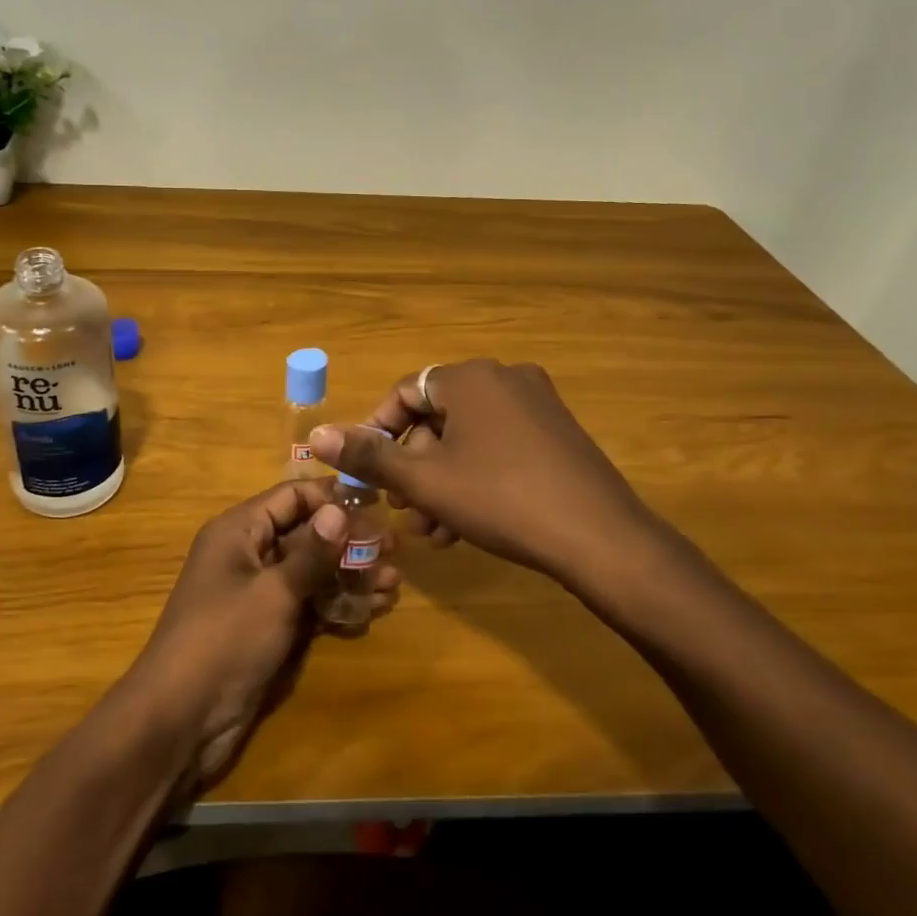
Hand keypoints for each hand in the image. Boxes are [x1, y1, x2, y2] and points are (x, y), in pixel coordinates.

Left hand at [133, 479, 400, 787]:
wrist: (181, 718)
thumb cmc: (225, 639)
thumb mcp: (273, 592)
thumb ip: (312, 552)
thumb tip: (340, 508)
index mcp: (239, 530)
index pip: (292, 496)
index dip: (332, 498)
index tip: (377, 505)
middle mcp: (248, 553)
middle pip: (305, 533)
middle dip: (348, 541)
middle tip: (395, 549)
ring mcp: (258, 592)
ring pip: (311, 571)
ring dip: (349, 575)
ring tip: (394, 582)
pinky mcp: (267, 627)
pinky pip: (308, 603)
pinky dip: (337, 603)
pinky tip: (374, 608)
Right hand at [309, 358, 676, 583]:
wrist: (600, 537)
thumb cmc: (500, 499)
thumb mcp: (425, 481)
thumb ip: (368, 457)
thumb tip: (316, 435)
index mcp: (470, 377)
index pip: (404, 392)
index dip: (377, 433)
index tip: (370, 475)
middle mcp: (505, 377)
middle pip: (438, 417)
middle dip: (414, 468)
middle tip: (404, 511)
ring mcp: (538, 403)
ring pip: (469, 438)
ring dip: (442, 481)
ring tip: (433, 531)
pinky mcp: (558, 432)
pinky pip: (500, 445)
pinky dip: (477, 477)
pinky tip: (467, 527)